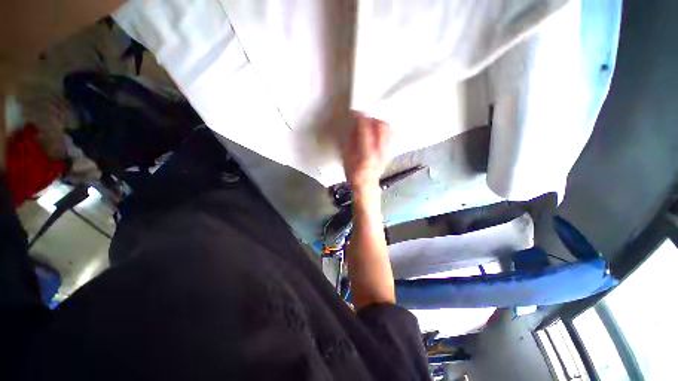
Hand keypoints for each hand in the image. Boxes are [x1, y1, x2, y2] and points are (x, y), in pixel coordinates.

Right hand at [342, 112, 391, 191]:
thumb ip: (352, 139)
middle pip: (382, 126)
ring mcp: (388, 151)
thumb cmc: (353, 172)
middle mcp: (380, 151)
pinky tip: (380, 129)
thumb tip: (356, 123)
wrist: (366, 184)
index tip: (356, 112)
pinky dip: (387, 128)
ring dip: (380, 121)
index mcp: (366, 154)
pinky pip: (393, 134)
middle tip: (365, 116)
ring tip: (372, 122)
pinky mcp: (391, 151)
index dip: (361, 117)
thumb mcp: (346, 156)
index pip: (366, 129)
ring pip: (389, 129)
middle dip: (373, 117)